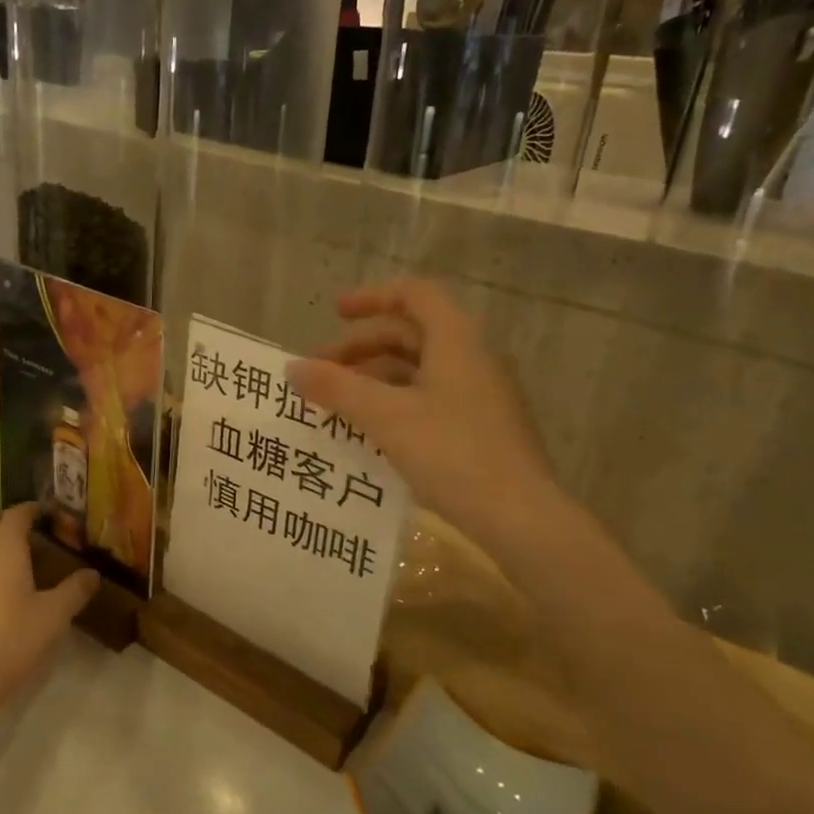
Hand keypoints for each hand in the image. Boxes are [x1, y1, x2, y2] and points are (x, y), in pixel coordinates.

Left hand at [0, 504, 98, 729]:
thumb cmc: (10, 642)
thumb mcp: (53, 617)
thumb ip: (75, 590)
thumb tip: (92, 574)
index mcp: (3, 548)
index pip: (17, 514)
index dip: (33, 509)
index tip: (48, 513)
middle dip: (4, 522)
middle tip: (26, 535)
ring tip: (9, 565)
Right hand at [289, 279, 565, 552]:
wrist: (521, 518)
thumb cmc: (452, 452)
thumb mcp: (385, 417)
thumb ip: (336, 388)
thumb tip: (292, 368)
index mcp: (455, 340)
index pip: (413, 295)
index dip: (372, 297)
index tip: (334, 314)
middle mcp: (472, 358)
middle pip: (410, 335)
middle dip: (361, 348)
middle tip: (321, 372)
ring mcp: (481, 395)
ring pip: (418, 371)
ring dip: (374, 380)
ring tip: (337, 406)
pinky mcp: (482, 428)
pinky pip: (430, 400)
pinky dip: (395, 404)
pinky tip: (371, 434)